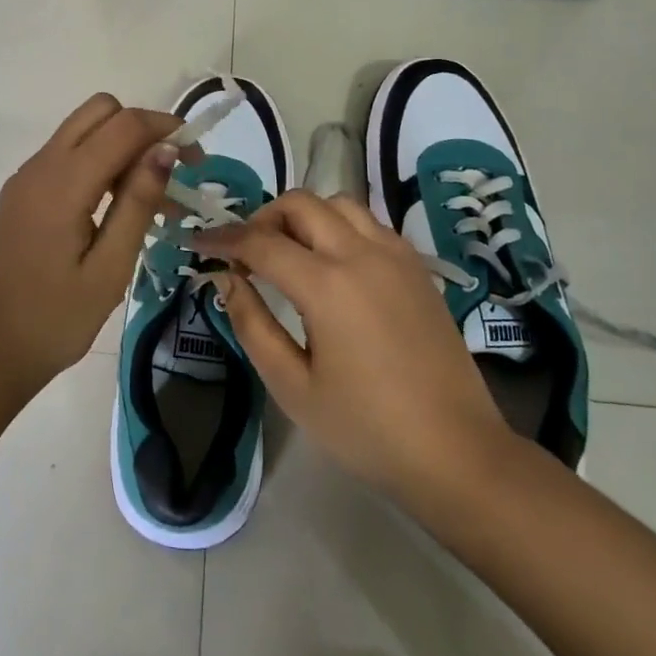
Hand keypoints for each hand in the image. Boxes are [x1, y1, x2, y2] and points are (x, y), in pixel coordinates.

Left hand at [0, 94, 186, 396]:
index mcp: (62, 183)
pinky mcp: (22, 193)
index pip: (123, 125)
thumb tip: (165, 149)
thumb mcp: (109, 269)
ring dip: (122, 146)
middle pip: (100, 110)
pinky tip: (117, 207)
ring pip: (83, 130)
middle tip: (171, 173)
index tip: (196, 159)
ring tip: (153, 199)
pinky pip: (67, 155)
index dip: (166, 129)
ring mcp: (27, 177)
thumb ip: (137, 203)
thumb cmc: (53, 320)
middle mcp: (41, 166)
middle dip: (142, 128)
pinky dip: (99, 163)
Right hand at [191, 190, 515, 506]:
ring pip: (338, 203)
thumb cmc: (367, 429)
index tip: (198, 243)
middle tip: (246, 251)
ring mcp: (395, 255)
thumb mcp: (294, 387)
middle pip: (300, 204)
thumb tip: (227, 279)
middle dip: (263, 218)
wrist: (457, 452)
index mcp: (327, 285)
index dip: (223, 238)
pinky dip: (339, 226)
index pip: (260, 242)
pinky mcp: (416, 267)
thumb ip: (253, 325)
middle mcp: (361, 254)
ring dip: (304, 215)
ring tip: (289, 251)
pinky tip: (333, 263)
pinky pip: (369, 223)